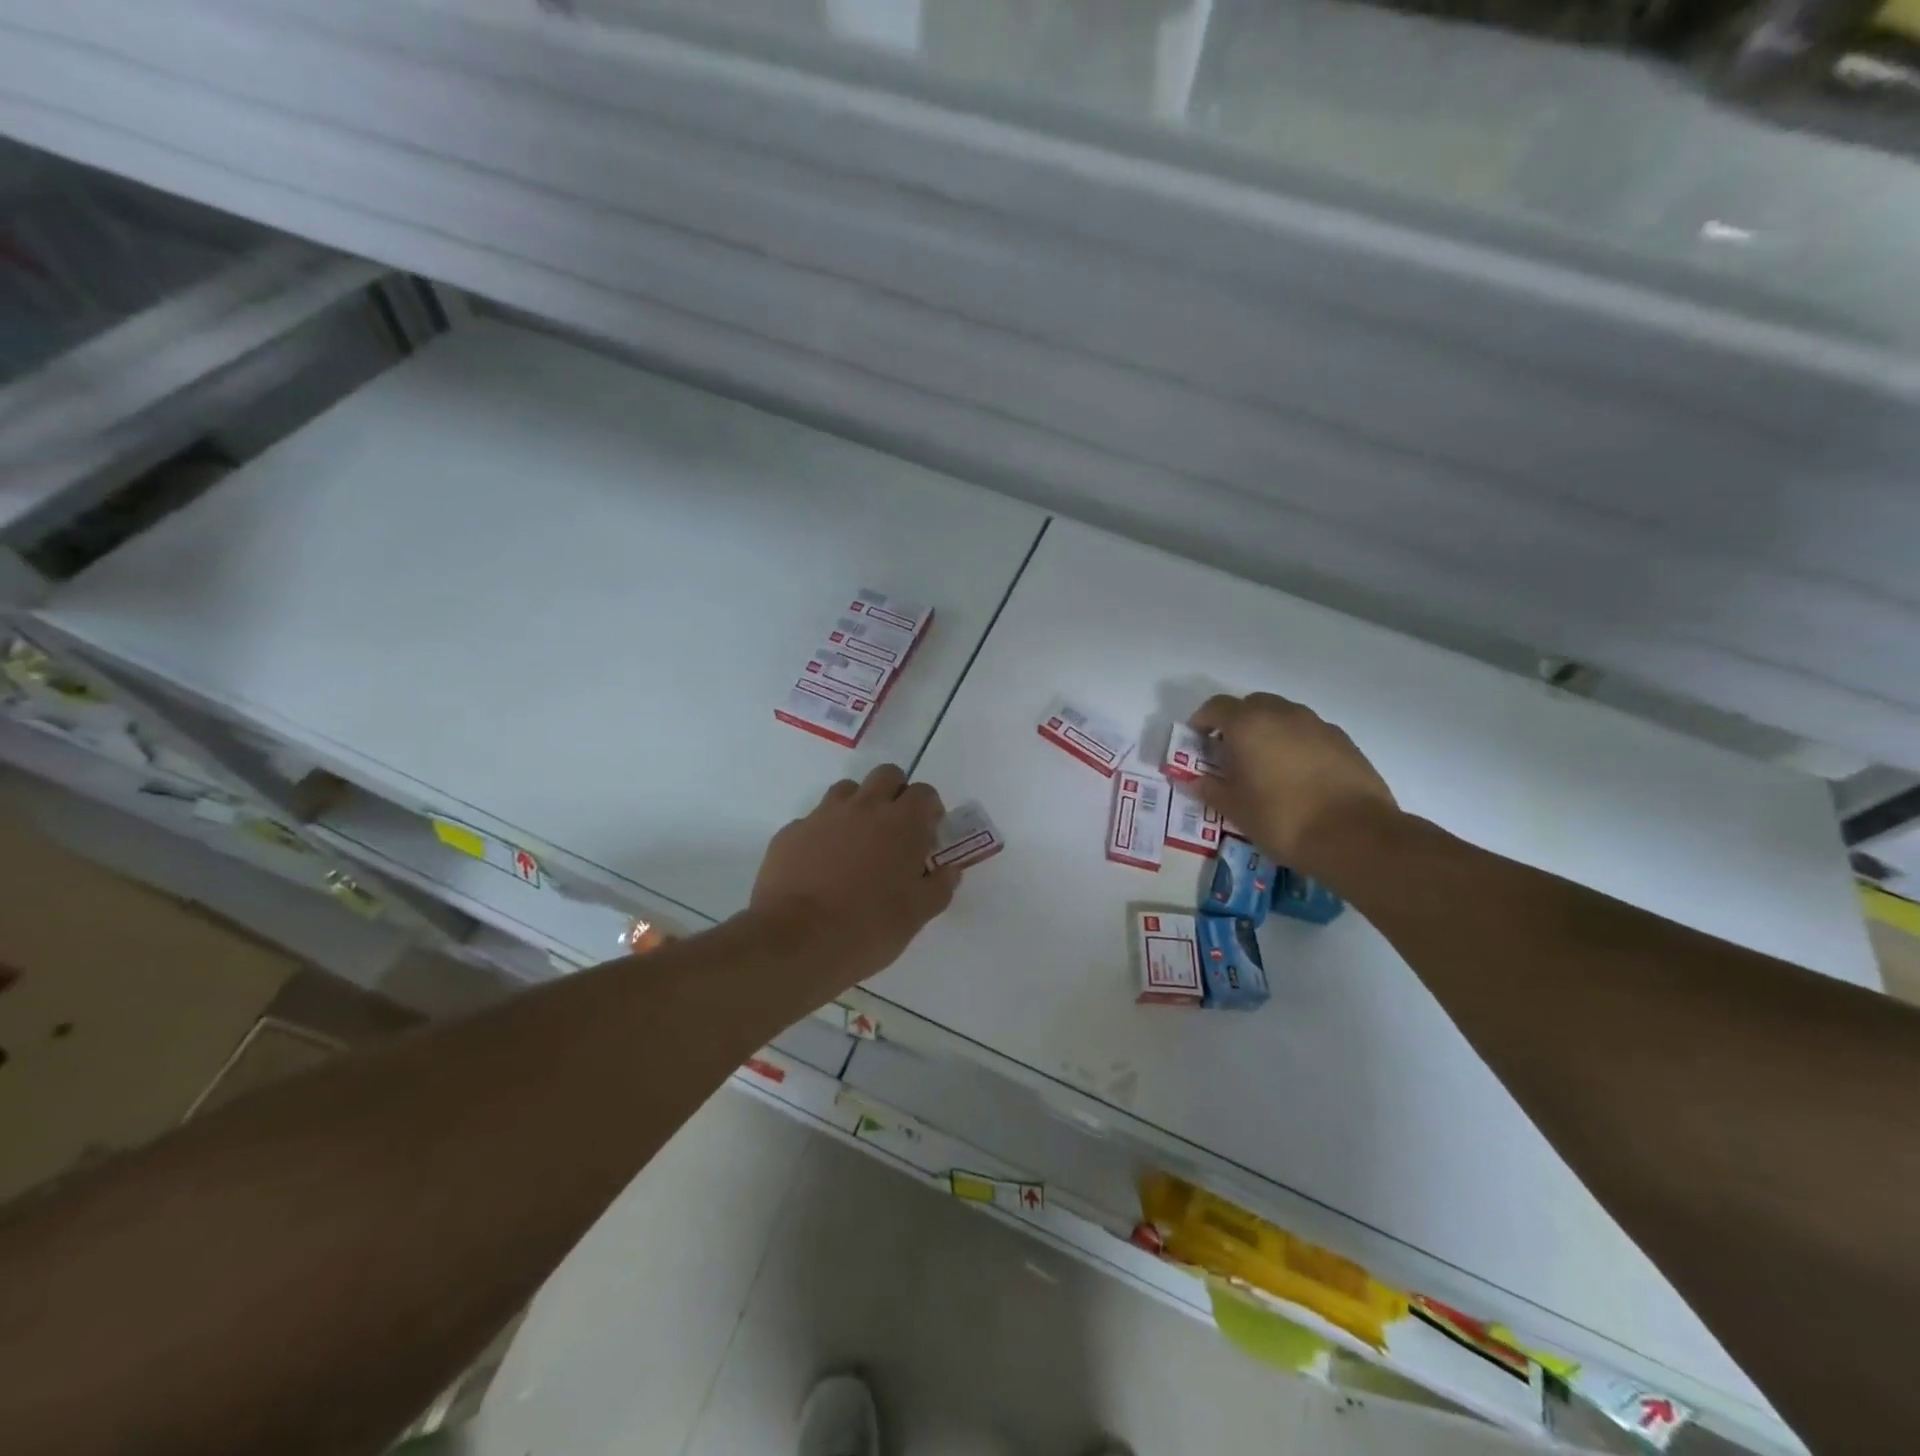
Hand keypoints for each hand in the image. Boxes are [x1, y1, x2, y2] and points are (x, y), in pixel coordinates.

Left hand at [750, 763, 960, 996]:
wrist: (796, 942)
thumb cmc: (869, 928)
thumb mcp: (917, 915)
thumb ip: (939, 886)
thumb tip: (949, 870)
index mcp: (902, 823)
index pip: (924, 793)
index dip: (929, 811)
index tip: (927, 836)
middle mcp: (864, 807)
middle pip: (886, 775)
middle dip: (896, 794)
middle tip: (895, 830)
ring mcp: (823, 815)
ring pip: (847, 790)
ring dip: (858, 806)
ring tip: (857, 844)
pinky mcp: (791, 832)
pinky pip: (814, 820)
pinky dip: (824, 833)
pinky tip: (821, 865)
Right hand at [1190, 693, 1397, 874]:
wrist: (1355, 835)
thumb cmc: (1282, 819)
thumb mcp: (1235, 809)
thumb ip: (1211, 789)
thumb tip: (1196, 780)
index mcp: (1248, 725)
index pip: (1216, 707)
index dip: (1202, 721)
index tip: (1197, 741)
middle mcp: (1282, 714)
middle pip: (1252, 705)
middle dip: (1237, 723)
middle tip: (1230, 753)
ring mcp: (1317, 725)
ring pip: (1283, 716)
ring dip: (1268, 731)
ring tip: (1265, 765)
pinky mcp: (1344, 741)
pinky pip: (1309, 732)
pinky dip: (1296, 743)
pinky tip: (1298, 775)